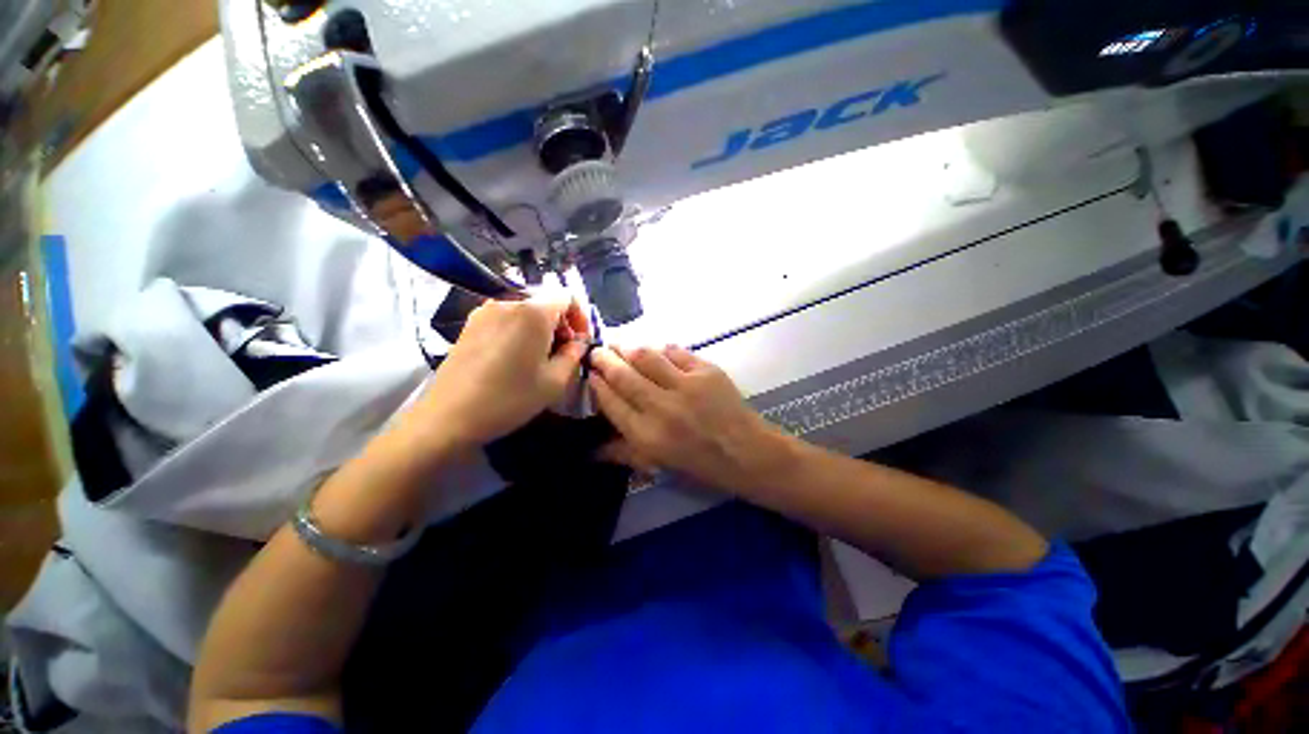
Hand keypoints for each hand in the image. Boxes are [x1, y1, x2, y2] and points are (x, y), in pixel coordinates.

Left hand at [406, 297, 589, 449]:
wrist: (449, 416)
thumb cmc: (510, 398)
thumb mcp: (555, 381)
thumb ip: (575, 354)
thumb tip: (579, 341)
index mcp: (533, 313)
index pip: (567, 296)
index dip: (581, 316)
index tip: (580, 342)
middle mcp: (508, 303)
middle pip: (546, 302)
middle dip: (561, 324)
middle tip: (563, 354)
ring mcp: (485, 312)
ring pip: (526, 311)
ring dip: (541, 329)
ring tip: (540, 358)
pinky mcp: (470, 324)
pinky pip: (506, 318)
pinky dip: (520, 331)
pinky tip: (515, 358)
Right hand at [589, 345, 789, 491]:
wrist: (746, 452)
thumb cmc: (701, 463)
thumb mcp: (659, 465)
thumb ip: (623, 454)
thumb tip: (590, 450)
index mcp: (647, 436)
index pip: (612, 403)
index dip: (597, 386)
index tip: (591, 374)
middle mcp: (662, 408)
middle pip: (623, 376)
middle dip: (605, 360)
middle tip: (597, 351)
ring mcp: (685, 386)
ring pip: (646, 358)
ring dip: (628, 349)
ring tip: (620, 346)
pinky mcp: (706, 371)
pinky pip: (676, 352)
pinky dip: (662, 349)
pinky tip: (656, 350)